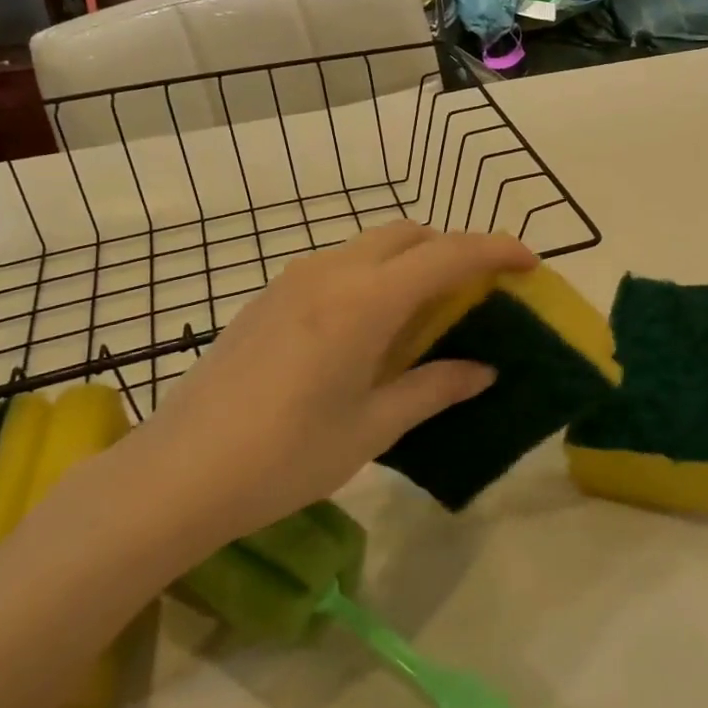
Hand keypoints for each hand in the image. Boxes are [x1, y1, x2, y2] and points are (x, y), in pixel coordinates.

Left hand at [126, 222, 535, 545]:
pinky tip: (370, 327)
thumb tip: (482, 370)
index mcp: (365, 300)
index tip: (529, 262)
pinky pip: (339, 265)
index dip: (496, 250)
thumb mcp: (372, 427)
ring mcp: (293, 280)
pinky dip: (374, 276)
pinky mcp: (268, 297)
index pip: (448, 255)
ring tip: (427, 311)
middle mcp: (331, 272)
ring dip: (411, 261)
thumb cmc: (285, 456)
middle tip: (478, 293)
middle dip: (452, 250)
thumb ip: (433, 388)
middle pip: (409, 234)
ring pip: (371, 245)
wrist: (177, 473)